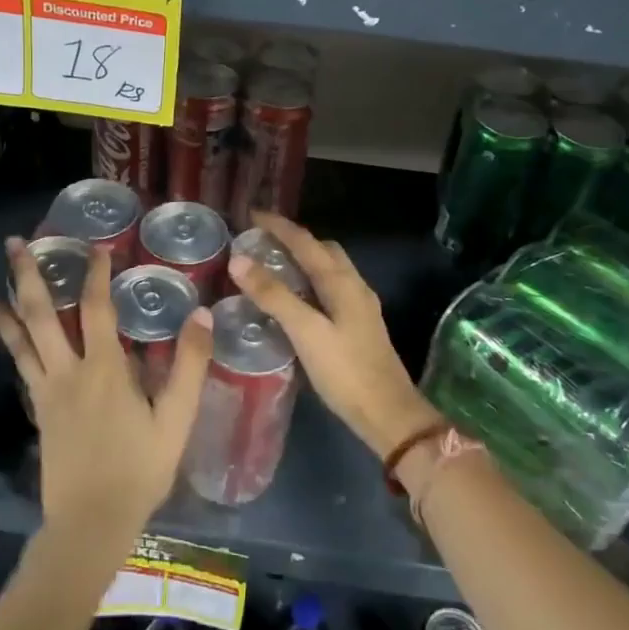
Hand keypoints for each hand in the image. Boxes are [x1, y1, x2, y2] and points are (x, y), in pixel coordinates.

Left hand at [0, 238, 213, 544]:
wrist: (92, 521)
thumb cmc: (140, 470)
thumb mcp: (176, 420)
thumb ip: (189, 366)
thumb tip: (201, 313)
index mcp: (105, 369)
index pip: (96, 307)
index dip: (95, 273)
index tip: (95, 245)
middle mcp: (68, 371)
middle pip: (41, 314)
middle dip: (28, 275)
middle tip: (15, 243)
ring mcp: (47, 391)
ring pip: (21, 340)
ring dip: (5, 308)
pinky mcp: (39, 410)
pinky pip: (20, 367)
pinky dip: (8, 345)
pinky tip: (4, 335)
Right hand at [227, 212, 441, 458]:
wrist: (389, 415)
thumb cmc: (346, 372)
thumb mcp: (306, 332)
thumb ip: (274, 295)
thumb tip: (239, 260)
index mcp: (342, 282)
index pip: (306, 241)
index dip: (279, 226)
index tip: (251, 214)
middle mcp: (354, 286)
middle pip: (323, 250)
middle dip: (294, 239)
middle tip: (261, 241)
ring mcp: (360, 307)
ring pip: (329, 270)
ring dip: (303, 260)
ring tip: (272, 265)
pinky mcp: (358, 326)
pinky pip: (330, 289)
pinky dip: (310, 282)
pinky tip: (295, 300)